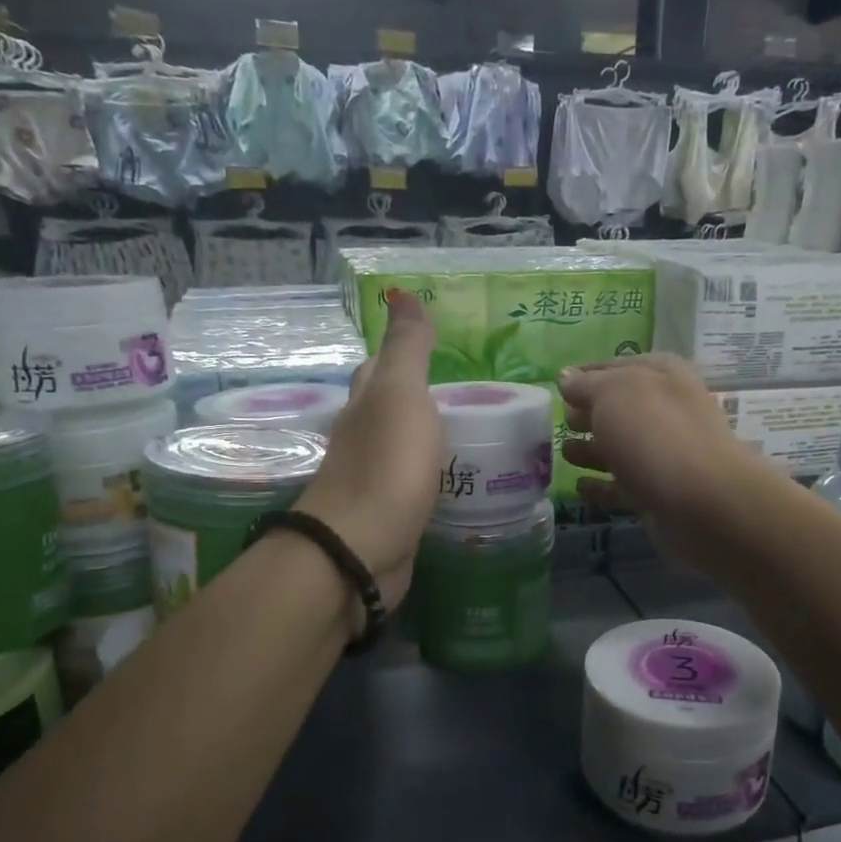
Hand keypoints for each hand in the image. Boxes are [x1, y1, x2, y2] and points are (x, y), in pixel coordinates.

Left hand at [298, 290, 441, 609]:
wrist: (361, 549)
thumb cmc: (385, 465)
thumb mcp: (401, 395)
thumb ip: (407, 349)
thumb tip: (400, 292)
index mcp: (367, 403)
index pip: (381, 366)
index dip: (403, 351)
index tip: (440, 344)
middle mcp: (366, 437)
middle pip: (391, 407)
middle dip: (423, 396)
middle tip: (473, 393)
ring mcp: (378, 479)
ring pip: (406, 447)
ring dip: (432, 438)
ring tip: (478, 433)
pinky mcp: (393, 515)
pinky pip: (419, 485)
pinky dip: (437, 476)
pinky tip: (462, 479)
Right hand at [557, 355, 776, 569]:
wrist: (702, 502)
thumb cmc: (655, 433)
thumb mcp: (614, 394)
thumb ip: (587, 384)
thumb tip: (565, 376)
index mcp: (662, 376)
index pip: (618, 367)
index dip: (588, 374)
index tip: (559, 385)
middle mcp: (667, 411)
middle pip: (621, 409)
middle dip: (590, 413)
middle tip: (560, 419)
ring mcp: (665, 455)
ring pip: (621, 448)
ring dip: (592, 449)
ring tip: (563, 452)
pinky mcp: (659, 494)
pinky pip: (623, 486)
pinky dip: (602, 486)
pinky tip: (579, 486)